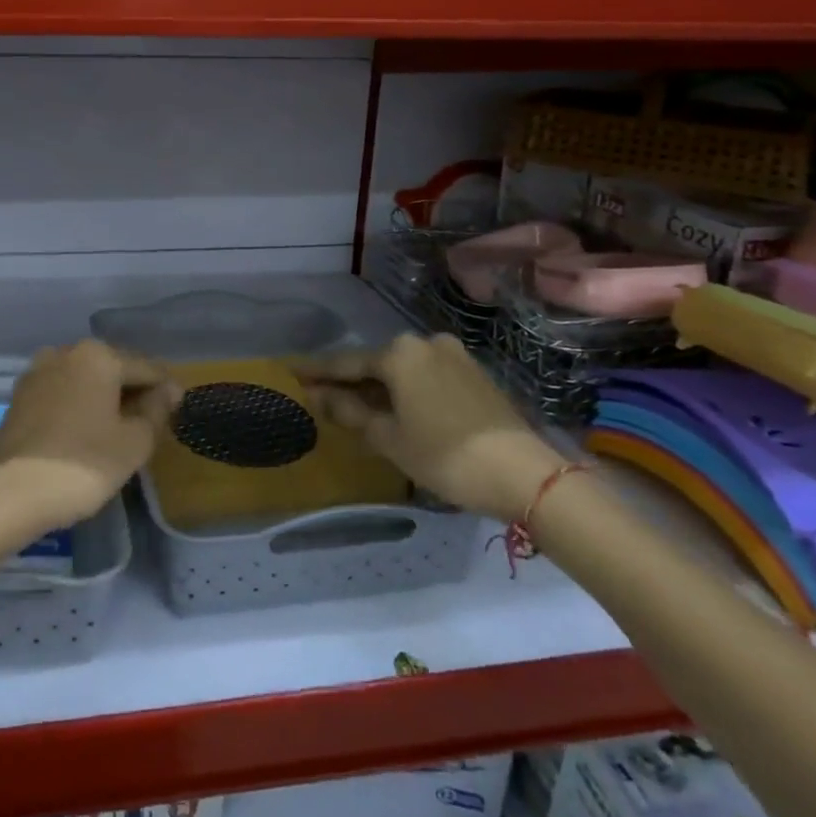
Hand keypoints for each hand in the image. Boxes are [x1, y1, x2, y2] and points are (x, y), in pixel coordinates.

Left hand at [0, 341, 180, 535]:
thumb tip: (168, 390)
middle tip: (151, 425)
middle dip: (133, 391)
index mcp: (99, 355)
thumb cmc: (82, 463)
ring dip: (104, 399)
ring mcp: (38, 373)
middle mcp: (66, 352)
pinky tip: (87, 433)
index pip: (146, 367)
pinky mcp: (19, 397)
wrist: (9, 494)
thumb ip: (156, 411)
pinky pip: (62, 394)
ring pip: (85, 380)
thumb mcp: (133, 442)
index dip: (166, 389)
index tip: (179, 411)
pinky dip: (79, 407)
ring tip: (119, 431)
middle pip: (113, 368)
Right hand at [293, 334, 560, 520]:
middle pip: (375, 363)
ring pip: (402, 370)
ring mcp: (453, 355)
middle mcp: (424, 343)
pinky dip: (405, 390)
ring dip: (378, 387)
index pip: (345, 363)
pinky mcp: (474, 373)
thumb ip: (348, 412)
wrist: (524, 473)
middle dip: (349, 381)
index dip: (316, 371)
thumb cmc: (445, 455)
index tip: (290, 370)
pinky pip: (425, 376)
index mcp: (399, 353)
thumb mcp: (388, 438)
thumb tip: (317, 396)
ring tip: (356, 407)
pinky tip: (396, 408)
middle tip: (322, 396)